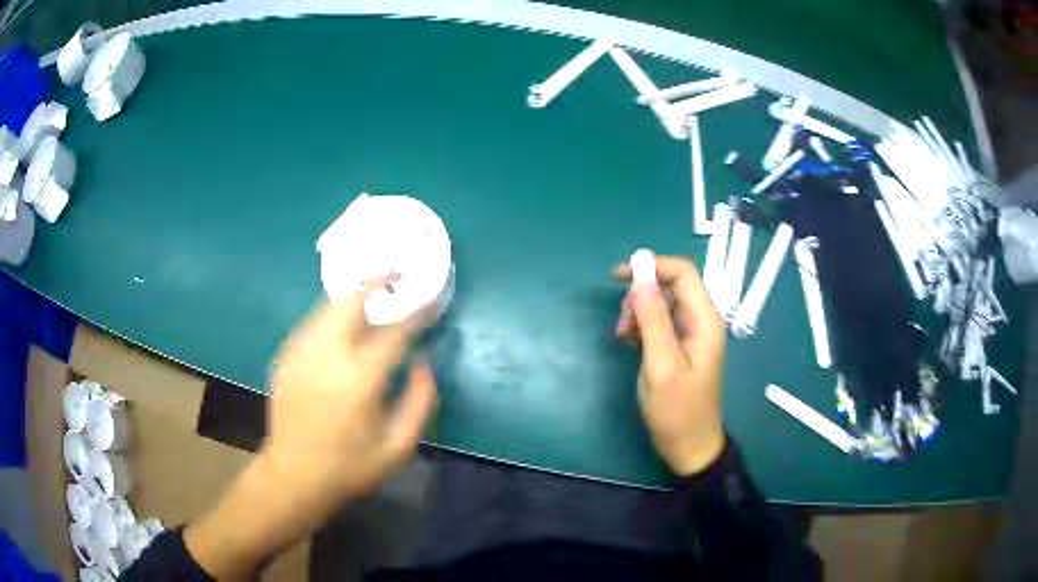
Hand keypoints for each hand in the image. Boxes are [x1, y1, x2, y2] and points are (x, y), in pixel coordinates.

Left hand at [263, 279, 437, 501]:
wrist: (294, 475)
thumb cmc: (351, 465)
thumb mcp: (399, 446)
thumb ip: (420, 401)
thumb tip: (423, 363)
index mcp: (360, 377)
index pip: (395, 331)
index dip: (417, 313)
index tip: (431, 299)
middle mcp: (327, 354)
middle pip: (351, 301)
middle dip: (376, 282)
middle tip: (395, 275)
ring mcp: (300, 352)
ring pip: (328, 307)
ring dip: (353, 297)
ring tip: (372, 295)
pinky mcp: (285, 357)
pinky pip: (313, 324)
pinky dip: (332, 316)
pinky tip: (342, 327)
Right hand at [614, 256, 725, 475]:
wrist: (690, 446)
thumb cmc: (677, 411)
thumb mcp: (661, 366)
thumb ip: (653, 321)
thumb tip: (640, 281)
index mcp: (704, 320)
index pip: (682, 272)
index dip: (651, 266)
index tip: (618, 277)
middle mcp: (701, 321)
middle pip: (670, 286)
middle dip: (641, 296)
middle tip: (622, 326)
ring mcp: (692, 334)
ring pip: (662, 303)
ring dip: (638, 313)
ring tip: (623, 339)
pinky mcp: (681, 347)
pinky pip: (660, 322)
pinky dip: (642, 327)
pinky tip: (631, 345)